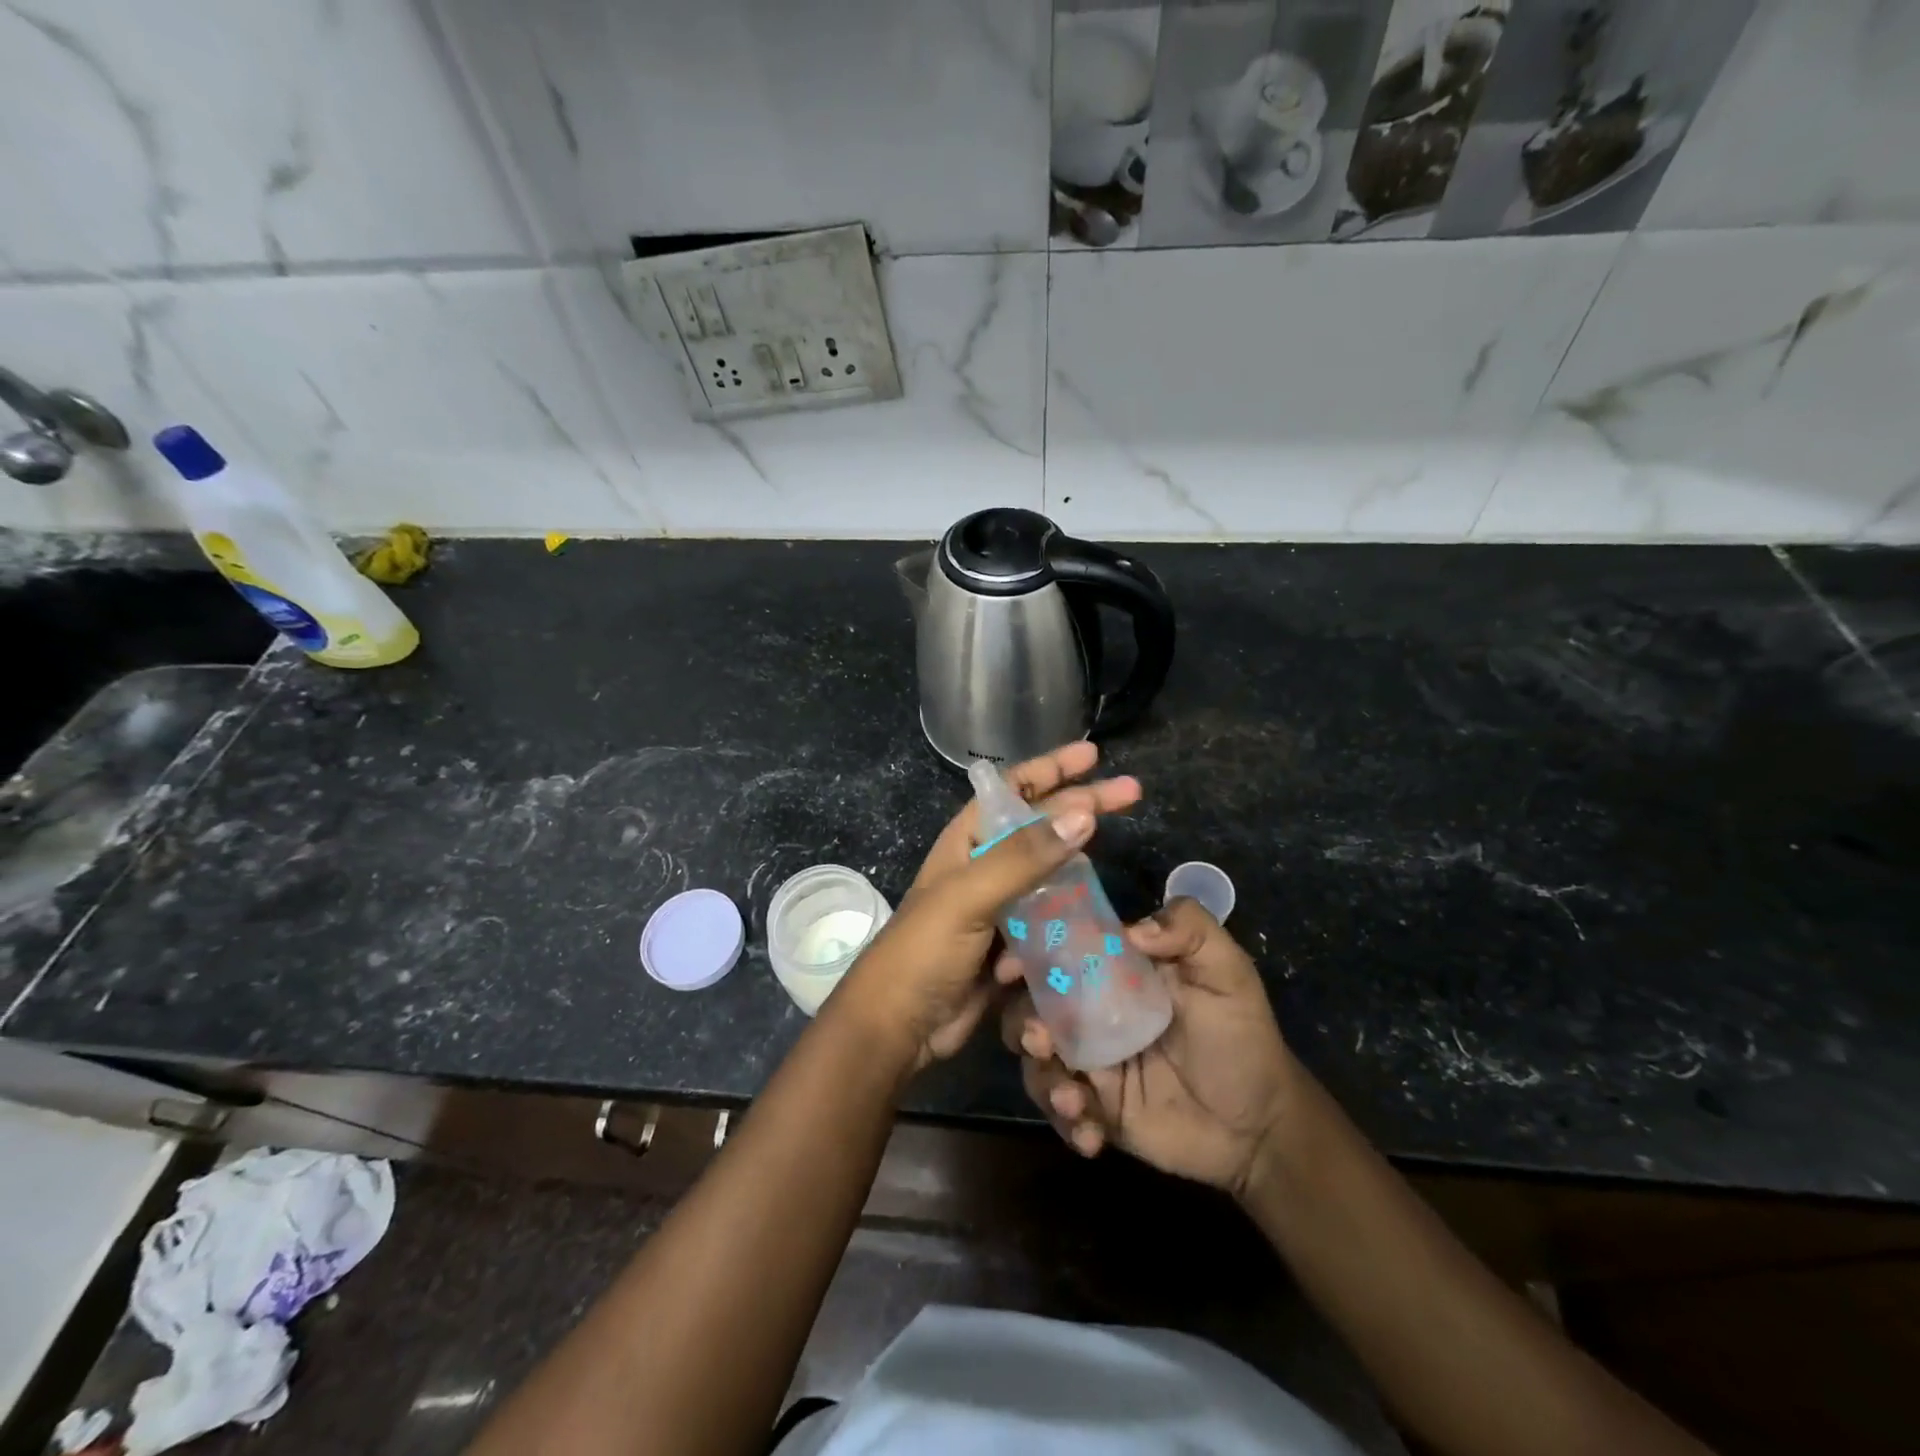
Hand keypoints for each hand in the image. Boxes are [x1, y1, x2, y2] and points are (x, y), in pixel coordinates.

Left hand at [836, 742, 1141, 1073]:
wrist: (900, 1025)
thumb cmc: (924, 949)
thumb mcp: (969, 895)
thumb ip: (1024, 857)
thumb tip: (1084, 814)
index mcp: (968, 840)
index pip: (1015, 789)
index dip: (1052, 768)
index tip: (1094, 756)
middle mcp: (986, 864)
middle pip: (1043, 826)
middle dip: (1083, 807)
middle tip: (1133, 794)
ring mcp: (1001, 904)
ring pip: (1052, 874)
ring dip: (1080, 867)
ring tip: (1117, 854)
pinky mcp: (1012, 942)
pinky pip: (1052, 918)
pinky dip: (1069, 915)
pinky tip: (1094, 915)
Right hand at [999, 897, 1294, 1198]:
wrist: (1261, 1125)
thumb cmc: (1241, 1036)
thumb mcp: (1227, 972)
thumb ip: (1190, 929)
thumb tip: (1132, 930)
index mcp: (1113, 972)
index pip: (1058, 951)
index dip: (1027, 954)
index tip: (1010, 967)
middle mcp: (1090, 1012)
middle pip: (1031, 1006)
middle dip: (1021, 1021)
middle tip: (1039, 1038)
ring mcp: (1090, 1063)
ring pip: (1036, 1061)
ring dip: (1041, 1077)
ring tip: (1073, 1097)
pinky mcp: (1095, 1109)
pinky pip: (1061, 1112)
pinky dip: (1066, 1122)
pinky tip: (1092, 1135)